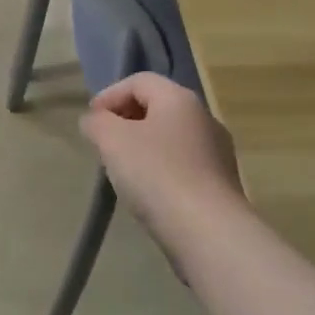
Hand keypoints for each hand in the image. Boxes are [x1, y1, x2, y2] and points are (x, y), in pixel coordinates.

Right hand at [81, 74, 246, 244]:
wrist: (211, 234)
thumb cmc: (157, 175)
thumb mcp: (112, 141)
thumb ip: (97, 123)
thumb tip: (95, 120)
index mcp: (179, 98)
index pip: (138, 81)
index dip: (109, 95)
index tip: (91, 121)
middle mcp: (204, 117)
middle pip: (157, 107)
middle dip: (126, 120)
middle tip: (104, 143)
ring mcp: (218, 152)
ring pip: (171, 138)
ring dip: (144, 146)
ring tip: (123, 170)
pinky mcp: (223, 185)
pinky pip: (184, 165)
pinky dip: (162, 169)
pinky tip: (149, 193)